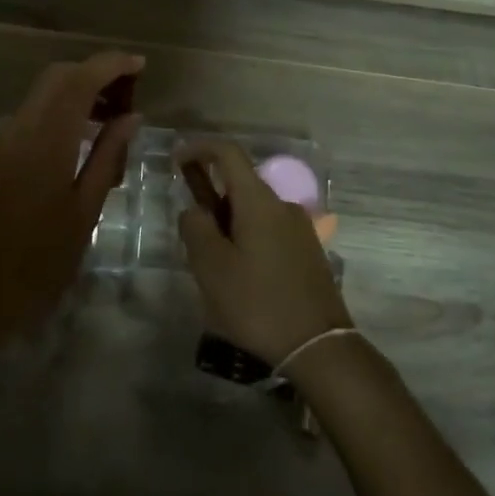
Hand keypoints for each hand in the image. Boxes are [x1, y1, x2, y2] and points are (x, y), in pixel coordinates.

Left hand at [0, 52, 142, 341]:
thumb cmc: (39, 263)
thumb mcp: (85, 212)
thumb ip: (108, 157)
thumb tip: (132, 117)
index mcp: (45, 141)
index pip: (79, 80)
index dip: (110, 64)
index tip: (139, 64)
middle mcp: (16, 130)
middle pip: (55, 78)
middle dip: (92, 73)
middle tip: (127, 92)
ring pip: (39, 97)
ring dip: (73, 93)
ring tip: (107, 120)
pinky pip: (26, 120)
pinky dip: (54, 115)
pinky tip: (74, 144)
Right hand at [176, 140, 351, 364]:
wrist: (318, 347)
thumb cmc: (258, 303)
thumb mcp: (211, 267)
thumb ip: (195, 228)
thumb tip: (195, 210)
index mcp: (259, 201)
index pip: (228, 153)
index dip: (200, 148)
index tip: (176, 160)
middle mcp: (283, 205)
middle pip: (241, 185)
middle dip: (211, 199)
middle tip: (191, 235)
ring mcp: (300, 228)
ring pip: (254, 212)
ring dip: (230, 224)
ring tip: (214, 267)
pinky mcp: (309, 252)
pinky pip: (270, 231)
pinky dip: (248, 239)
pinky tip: (242, 278)